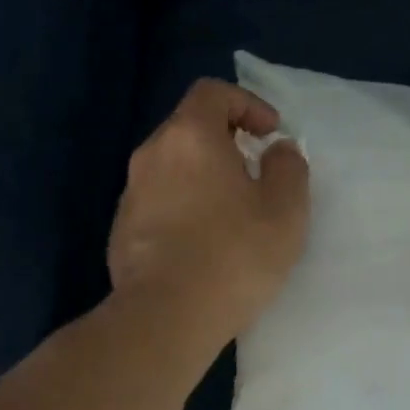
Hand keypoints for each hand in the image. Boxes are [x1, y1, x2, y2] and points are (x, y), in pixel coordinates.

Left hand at [108, 79, 310, 344]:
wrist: (166, 316)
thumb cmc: (234, 255)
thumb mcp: (286, 211)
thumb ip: (288, 168)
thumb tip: (277, 150)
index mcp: (190, 137)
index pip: (213, 92)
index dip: (247, 104)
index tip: (270, 134)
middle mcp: (151, 155)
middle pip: (188, 129)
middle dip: (225, 142)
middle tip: (255, 174)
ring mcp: (130, 195)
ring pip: (171, 169)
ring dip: (203, 178)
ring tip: (231, 214)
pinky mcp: (121, 232)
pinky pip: (158, 204)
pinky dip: (183, 208)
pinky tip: (202, 246)